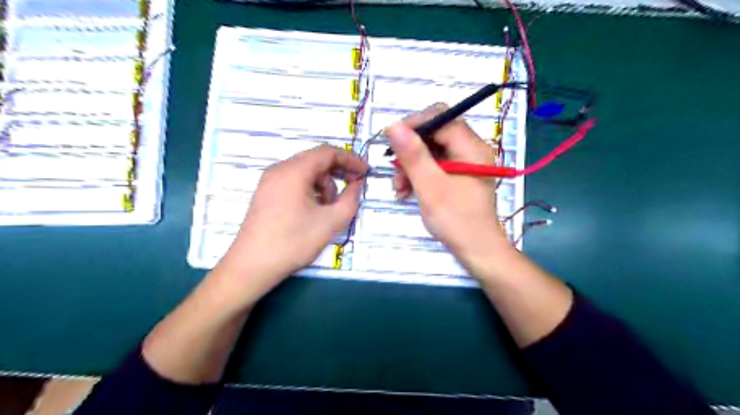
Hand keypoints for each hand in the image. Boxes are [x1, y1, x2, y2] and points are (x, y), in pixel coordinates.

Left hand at [218, 145, 369, 298]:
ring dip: (324, 184)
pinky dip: (310, 190)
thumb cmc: (294, 242)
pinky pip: (294, 182)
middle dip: (338, 172)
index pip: (328, 152)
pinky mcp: (266, 194)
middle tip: (354, 188)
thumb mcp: (331, 222)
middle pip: (316, 160)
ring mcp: (269, 182)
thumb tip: (357, 184)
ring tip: (330, 208)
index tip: (366, 172)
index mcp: (294, 171)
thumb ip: (351, 199)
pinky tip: (314, 211)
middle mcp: (279, 170)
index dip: (351, 159)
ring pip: (305, 172)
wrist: (252, 266)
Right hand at [388, 101, 514, 271]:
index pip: (440, 117)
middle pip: (435, 133)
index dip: (414, 124)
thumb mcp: (431, 187)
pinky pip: (435, 165)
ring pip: (431, 150)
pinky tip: (407, 190)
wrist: (477, 251)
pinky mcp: (459, 175)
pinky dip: (419, 174)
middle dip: (410, 150)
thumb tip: (394, 126)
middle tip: (394, 170)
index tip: (391, 141)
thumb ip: (413, 155)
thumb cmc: (456, 220)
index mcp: (471, 147)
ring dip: (411, 165)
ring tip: (399, 187)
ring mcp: (465, 162)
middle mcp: (471, 149)